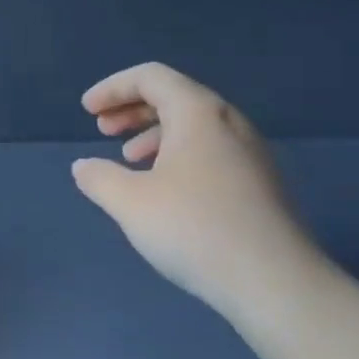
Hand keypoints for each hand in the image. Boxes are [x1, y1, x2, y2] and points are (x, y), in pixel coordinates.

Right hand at [71, 63, 323, 314]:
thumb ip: (99, 178)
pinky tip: (165, 190)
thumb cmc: (194, 229)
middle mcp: (229, 122)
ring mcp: (250, 152)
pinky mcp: (260, 182)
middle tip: (102, 130)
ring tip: (129, 160)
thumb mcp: (131, 203)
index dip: (113, 88)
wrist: (274, 281)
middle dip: (132, 109)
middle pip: (175, 96)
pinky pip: (211, 150)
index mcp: (199, 113)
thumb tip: (84, 166)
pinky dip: (178, 155)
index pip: (151, 77)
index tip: (87, 111)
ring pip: (194, 126)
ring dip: (154, 134)